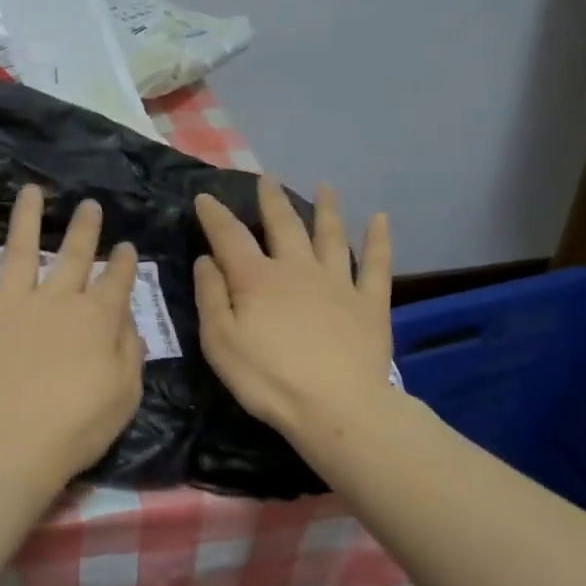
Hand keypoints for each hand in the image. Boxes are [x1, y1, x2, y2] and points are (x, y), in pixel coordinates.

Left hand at [0, 186, 144, 487]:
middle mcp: (57, 299)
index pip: (117, 282)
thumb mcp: (125, 395)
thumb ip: (130, 352)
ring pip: (22, 249)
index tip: (126, 247)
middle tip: (90, 205)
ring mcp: (11, 302)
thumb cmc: (74, 428)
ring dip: (28, 217)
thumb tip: (127, 319)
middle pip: (75, 256)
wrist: (7, 444)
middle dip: (85, 229)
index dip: (125, 263)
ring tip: (32, 191)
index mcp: (97, 319)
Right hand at [194, 179, 395, 445]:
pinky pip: (376, 264)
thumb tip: (207, 259)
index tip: (205, 198)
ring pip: (331, 235)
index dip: (214, 215)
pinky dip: (379, 240)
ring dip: (327, 208)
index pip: (230, 237)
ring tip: (326, 186)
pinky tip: (381, 219)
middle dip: (272, 200)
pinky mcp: (370, 302)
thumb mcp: (221, 343)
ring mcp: (338, 282)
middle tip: (267, 178)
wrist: (337, 408)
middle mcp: (297, 269)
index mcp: (257, 279)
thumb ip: (211, 297)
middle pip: (284, 225)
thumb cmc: (269, 380)